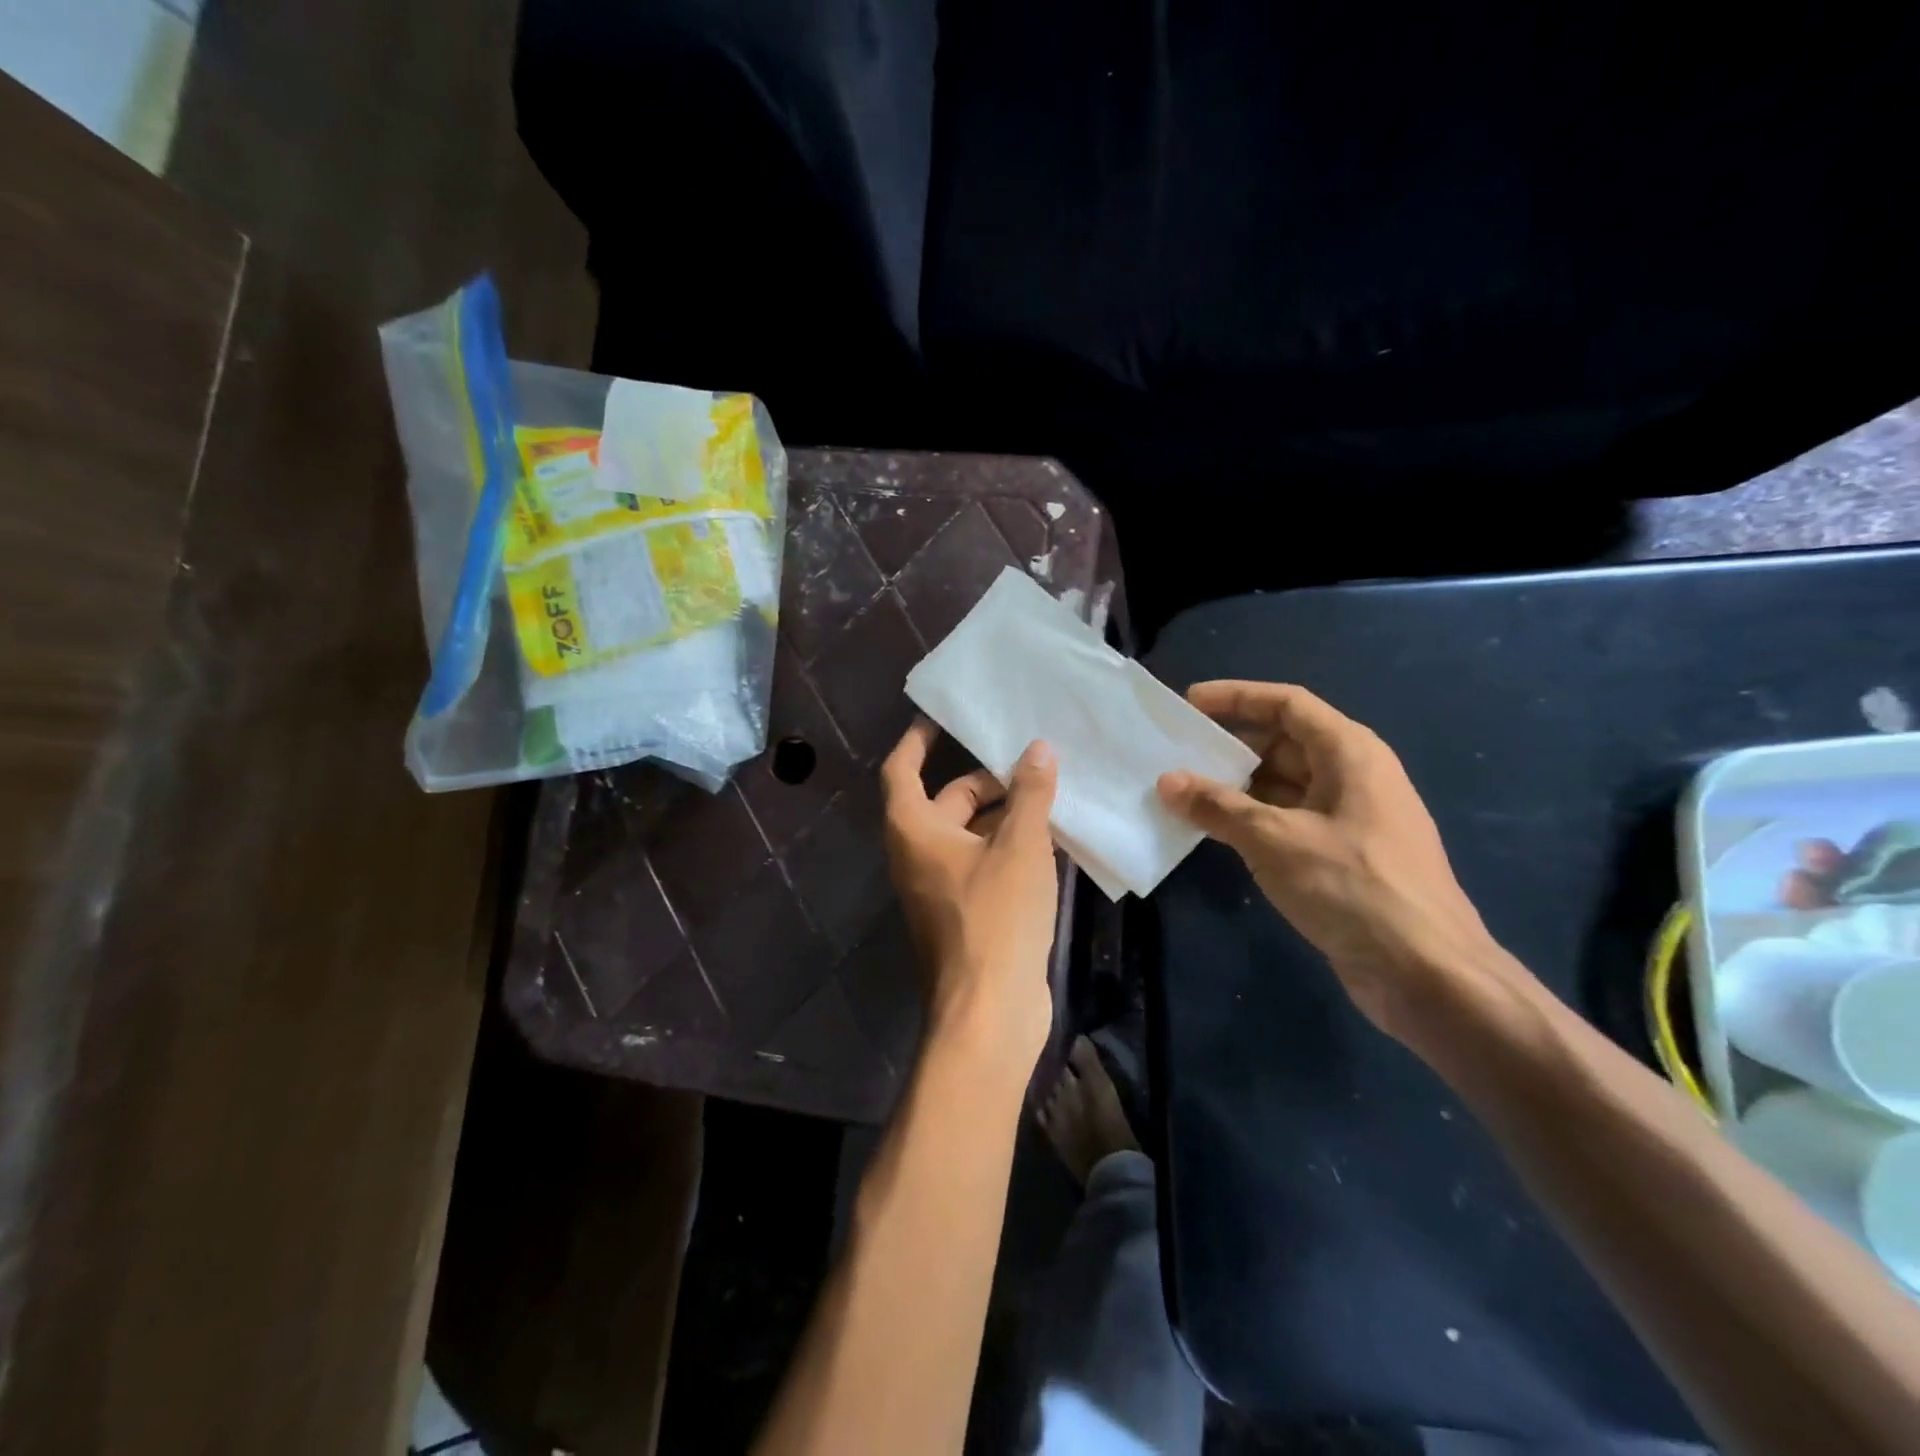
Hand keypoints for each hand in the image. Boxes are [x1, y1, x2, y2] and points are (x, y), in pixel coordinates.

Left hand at [882, 720, 1060, 1069]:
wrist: (989, 1010)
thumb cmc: (996, 917)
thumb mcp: (1019, 846)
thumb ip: (1029, 794)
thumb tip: (1038, 749)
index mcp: (914, 830)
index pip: (902, 769)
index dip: (917, 739)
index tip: (940, 717)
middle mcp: (918, 854)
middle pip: (946, 800)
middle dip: (987, 780)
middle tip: (1031, 761)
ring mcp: (941, 887)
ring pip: (970, 834)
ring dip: (1004, 814)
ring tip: (1051, 794)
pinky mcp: (965, 913)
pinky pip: (983, 864)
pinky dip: (1009, 847)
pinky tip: (1053, 840)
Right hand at [1158, 681, 1524, 1043]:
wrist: (1425, 973)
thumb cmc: (1353, 887)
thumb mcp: (1276, 840)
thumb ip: (1218, 806)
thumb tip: (1168, 782)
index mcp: (1349, 753)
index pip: (1288, 705)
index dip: (1237, 697)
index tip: (1189, 703)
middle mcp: (1352, 777)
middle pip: (1284, 743)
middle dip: (1230, 746)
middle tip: (1176, 753)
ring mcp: (1349, 819)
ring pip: (1282, 786)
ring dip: (1235, 788)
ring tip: (1182, 792)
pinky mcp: (1341, 857)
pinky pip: (1286, 822)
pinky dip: (1250, 821)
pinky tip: (1212, 831)